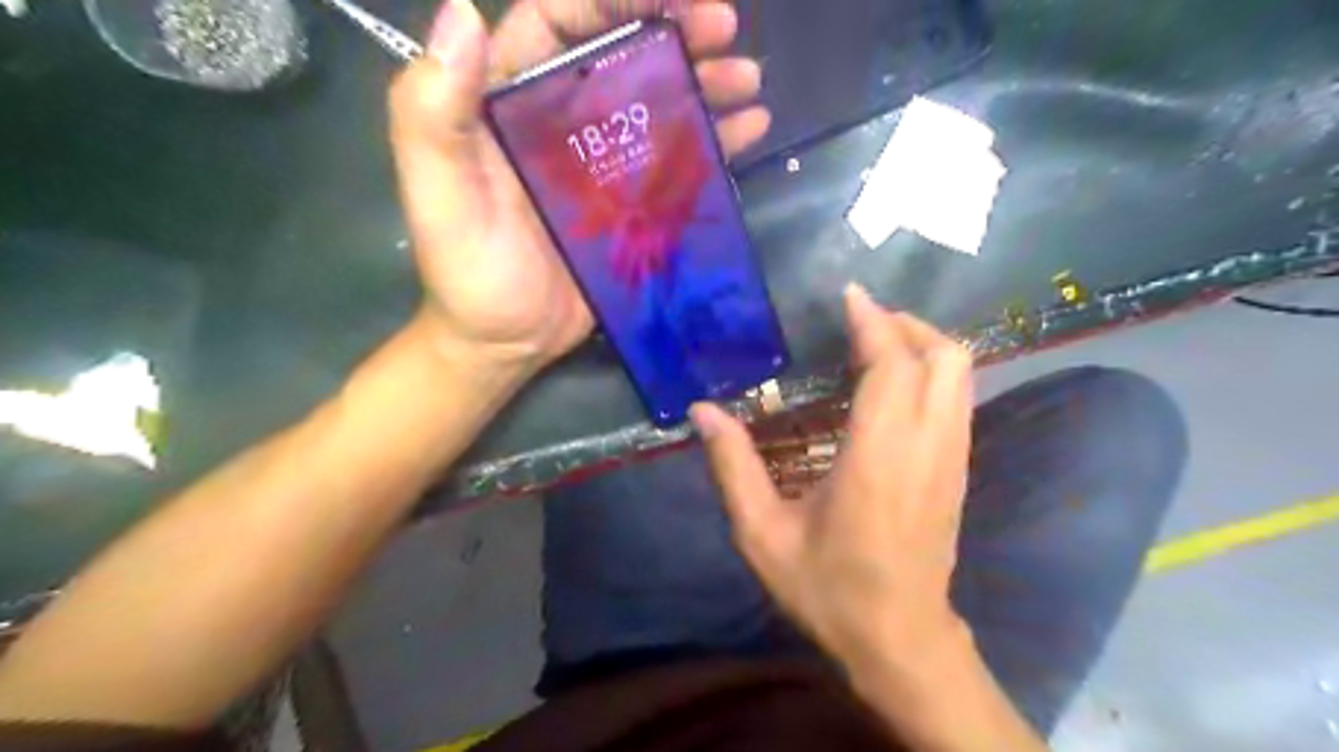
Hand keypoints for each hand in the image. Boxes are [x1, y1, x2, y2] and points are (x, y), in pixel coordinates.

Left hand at [388, 1, 767, 373]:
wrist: (507, 343)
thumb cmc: (470, 272)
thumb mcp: (439, 195)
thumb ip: (433, 114)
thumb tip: (462, 13)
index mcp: (513, 103)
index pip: (560, 22)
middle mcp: (563, 121)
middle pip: (622, 54)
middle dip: (675, 30)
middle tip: (726, 25)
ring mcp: (604, 165)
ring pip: (659, 104)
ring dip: (705, 80)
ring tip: (747, 77)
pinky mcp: (635, 205)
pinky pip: (679, 162)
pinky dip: (716, 140)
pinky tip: (751, 126)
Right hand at [690, 284, 974, 669]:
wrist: (900, 639)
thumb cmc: (828, 588)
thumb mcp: (762, 534)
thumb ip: (732, 466)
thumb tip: (703, 411)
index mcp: (879, 456)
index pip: (893, 365)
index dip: (873, 321)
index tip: (848, 294)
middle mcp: (928, 446)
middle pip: (944, 357)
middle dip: (906, 325)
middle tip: (860, 321)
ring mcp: (953, 457)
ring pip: (961, 374)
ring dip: (922, 345)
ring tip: (875, 343)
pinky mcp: (959, 470)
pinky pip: (958, 398)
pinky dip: (931, 372)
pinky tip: (892, 385)